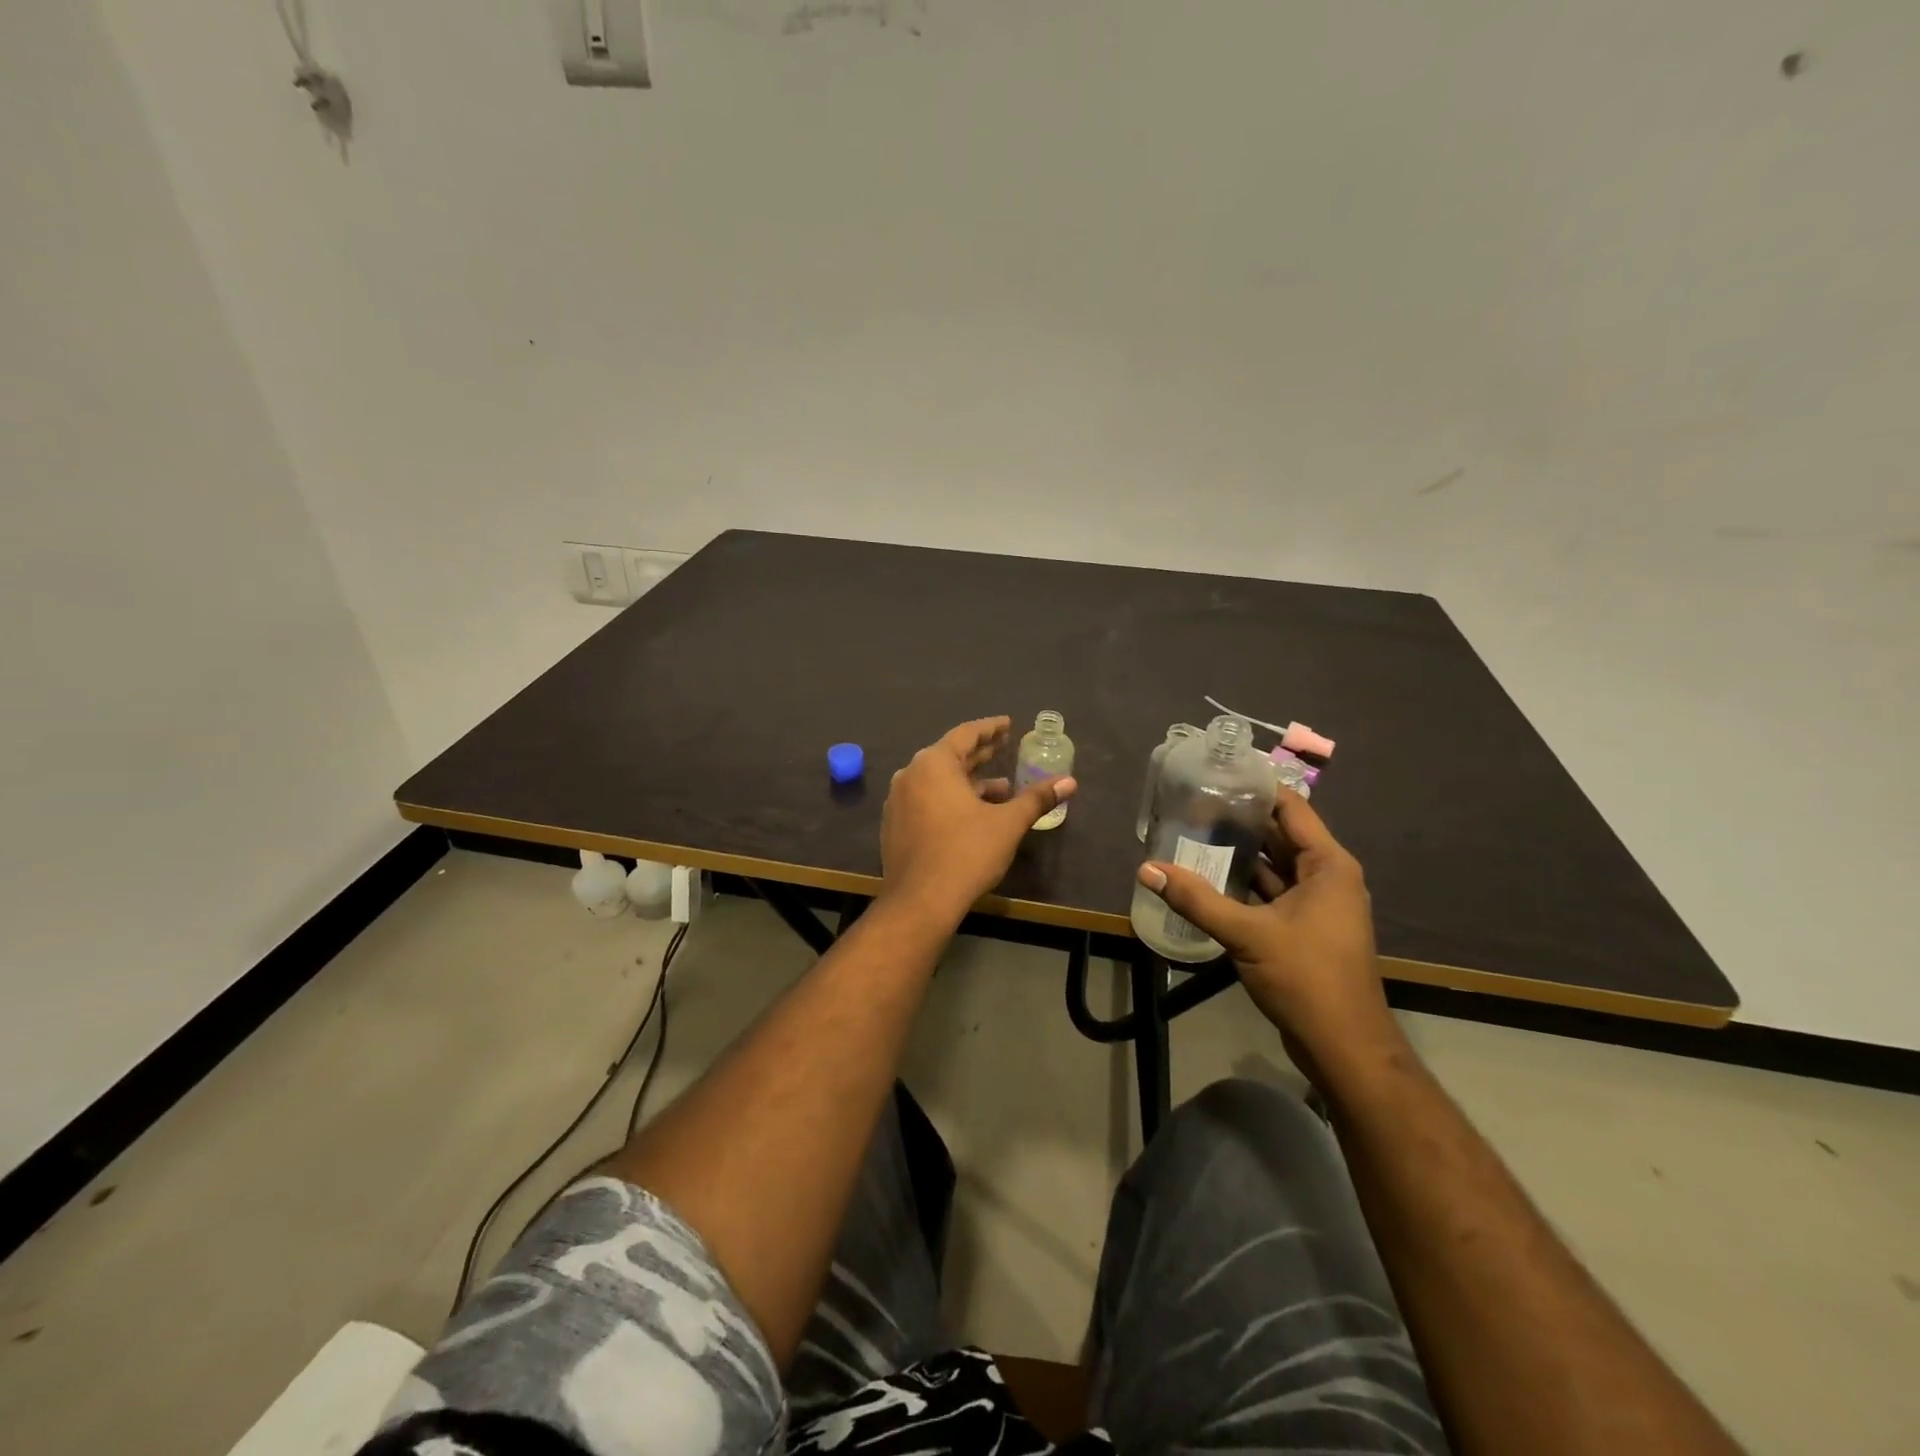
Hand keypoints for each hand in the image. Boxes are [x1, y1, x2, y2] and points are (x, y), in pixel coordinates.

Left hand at [881, 717, 1076, 921]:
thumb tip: (1069, 782)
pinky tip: (974, 814)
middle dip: (980, 753)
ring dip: (969, 781)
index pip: (966, 734)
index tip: (1008, 724)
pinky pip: (926, 801)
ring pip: (938, 781)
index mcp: (934, 764)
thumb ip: (1036, 798)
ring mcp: (899, 801)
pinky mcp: (895, 826)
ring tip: (1001, 788)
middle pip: (950, 756)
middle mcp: (910, 775)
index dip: (990, 729)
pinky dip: (951, 799)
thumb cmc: (966, 853)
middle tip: (1004, 746)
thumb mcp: (1007, 823)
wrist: (920, 901)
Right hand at [1135, 788, 1403, 1080]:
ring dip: (1240, 853)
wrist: (1343, 1045)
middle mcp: (1327, 877)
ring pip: (1275, 865)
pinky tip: (1209, 878)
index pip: (1292, 808)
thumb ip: (1196, 899)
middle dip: (1240, 820)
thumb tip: (1146, 868)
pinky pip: (1273, 892)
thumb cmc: (1306, 977)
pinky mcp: (1305, 928)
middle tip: (1194, 803)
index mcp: (1328, 865)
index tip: (1218, 774)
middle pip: (1281, 834)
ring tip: (1194, 833)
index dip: (1257, 788)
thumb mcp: (1247, 934)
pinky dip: (1245, 883)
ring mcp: (1318, 904)